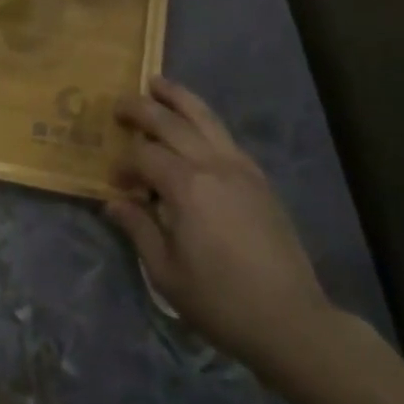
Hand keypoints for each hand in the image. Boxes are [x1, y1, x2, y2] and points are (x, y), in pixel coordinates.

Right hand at [108, 77, 342, 379]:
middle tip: (119, 104)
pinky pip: (226, 137)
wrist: (289, 320)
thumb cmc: (219, 300)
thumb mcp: (165, 272)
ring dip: (178, 98)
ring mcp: (241, 168)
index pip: (144, 156)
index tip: (115, 183)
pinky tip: (194, 125)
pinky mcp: (259, 179)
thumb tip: (113, 202)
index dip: (124, 164)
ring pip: (205, 118)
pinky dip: (205, 121)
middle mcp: (213, 165)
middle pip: (171, 123)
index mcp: (186, 187)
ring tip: (157, 83)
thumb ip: (138, 229)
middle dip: (142, 109)